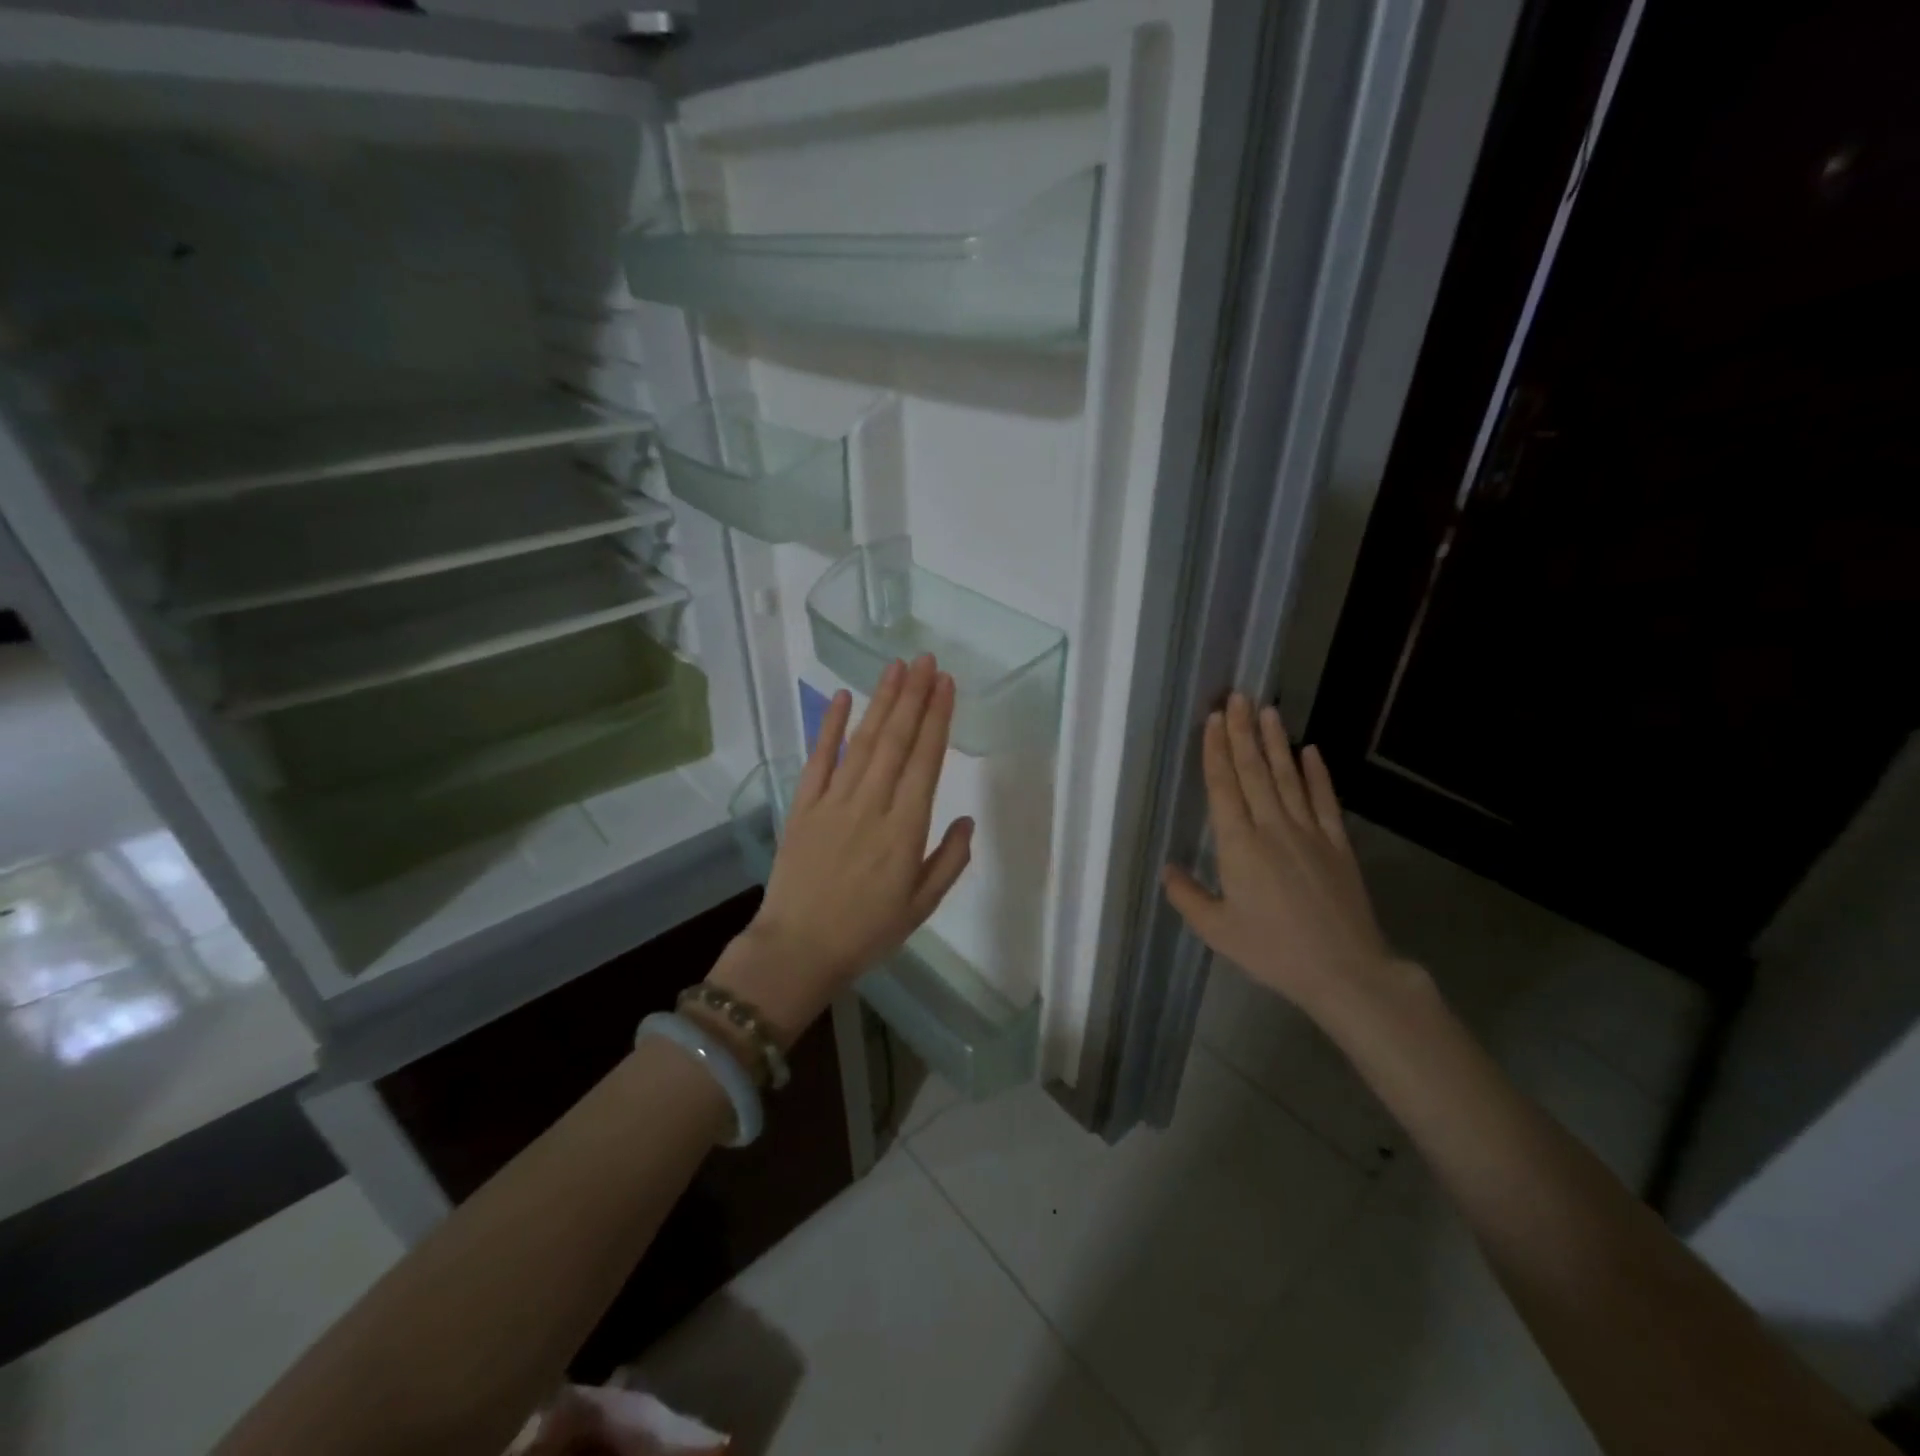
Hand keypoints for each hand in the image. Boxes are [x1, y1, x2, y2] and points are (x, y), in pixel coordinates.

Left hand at [710, 654, 973, 1043]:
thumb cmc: (867, 932)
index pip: (926, 761)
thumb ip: (950, 860)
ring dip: (880, 701)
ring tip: (895, 667)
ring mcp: (833, 802)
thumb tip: (968, 818)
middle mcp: (871, 805)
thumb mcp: (922, 906)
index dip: (937, 718)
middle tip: (926, 660)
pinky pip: (818, 759)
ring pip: (862, 742)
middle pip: (896, 740)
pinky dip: (830, 727)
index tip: (946, 684)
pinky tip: (841, 697)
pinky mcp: (803, 806)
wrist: (798, 950)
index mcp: (904, 830)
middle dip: (913, 696)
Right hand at [1161, 694, 1414, 1025]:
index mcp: (1239, 846)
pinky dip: (1318, 774)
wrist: (1345, 971)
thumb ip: (1188, 896)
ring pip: (1288, 778)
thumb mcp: (1217, 931)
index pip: (1224, 787)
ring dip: (1276, 743)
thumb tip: (1167, 868)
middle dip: (1243, 732)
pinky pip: (1325, 801)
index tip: (1214, 720)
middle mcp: (1273, 828)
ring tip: (1267, 710)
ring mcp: (1309, 833)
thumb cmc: (1273, 951)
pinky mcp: (1337, 845)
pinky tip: (1311, 751)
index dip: (1217, 751)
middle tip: (1236, 697)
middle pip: (1254, 772)